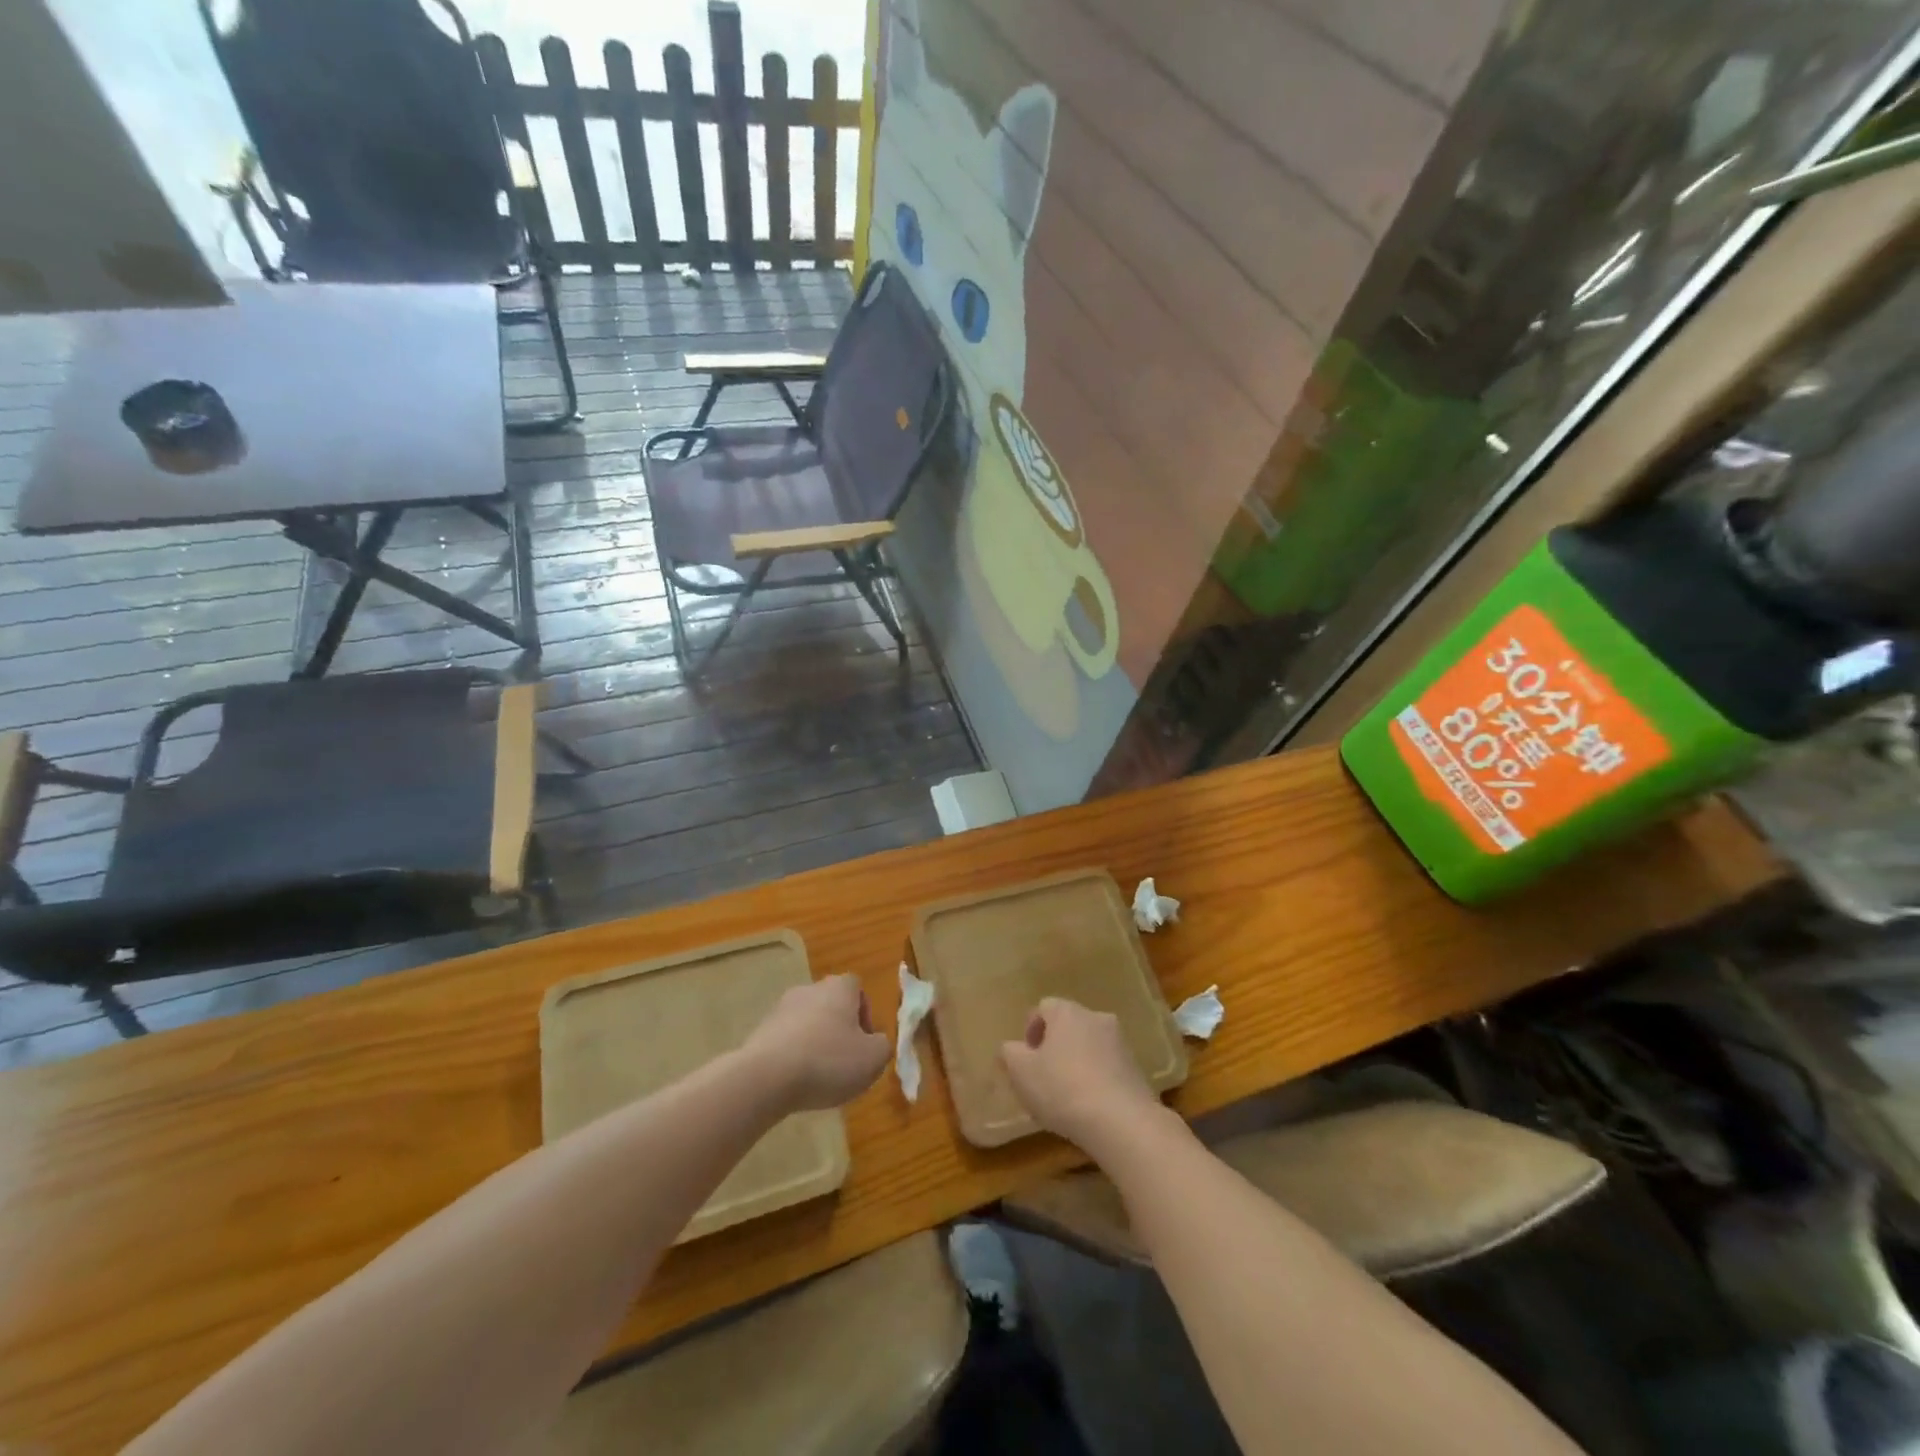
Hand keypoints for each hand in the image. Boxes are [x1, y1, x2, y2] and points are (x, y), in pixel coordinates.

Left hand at [742, 974, 889, 1110]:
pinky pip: (786, 1041)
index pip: (857, 988)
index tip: (864, 1043)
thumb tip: (875, 1042)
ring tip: (818, 1077)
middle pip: (831, 1005)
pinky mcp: (760, 1031)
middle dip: (839, 1031)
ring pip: (807, 1023)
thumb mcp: (874, 1059)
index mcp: (839, 988)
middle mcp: (810, 989)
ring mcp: (781, 1008)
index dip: (865, 1014)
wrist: (766, 1077)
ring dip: (815, 1044)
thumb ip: (883, 1046)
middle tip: (844, 1062)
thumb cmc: (828, 1061)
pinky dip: (793, 1056)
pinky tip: (794, 1082)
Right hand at [1000, 998, 1164, 1153]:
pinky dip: (1097, 1078)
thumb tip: (1012, 1048)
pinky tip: (1090, 1106)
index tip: (1025, 1059)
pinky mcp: (1137, 1069)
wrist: (1122, 1122)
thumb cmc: (1062, 1089)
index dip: (1031, 1030)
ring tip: (1067, 1095)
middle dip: (1054, 1046)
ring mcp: (1121, 1043)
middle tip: (1043, 1076)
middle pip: (1069, 1025)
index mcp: (1067, 1012)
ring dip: (1077, 1062)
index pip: (1043, 1007)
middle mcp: (1096, 1017)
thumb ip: (1010, 1054)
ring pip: (1090, 1045)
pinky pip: (1108, 1066)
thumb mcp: (1021, 1073)